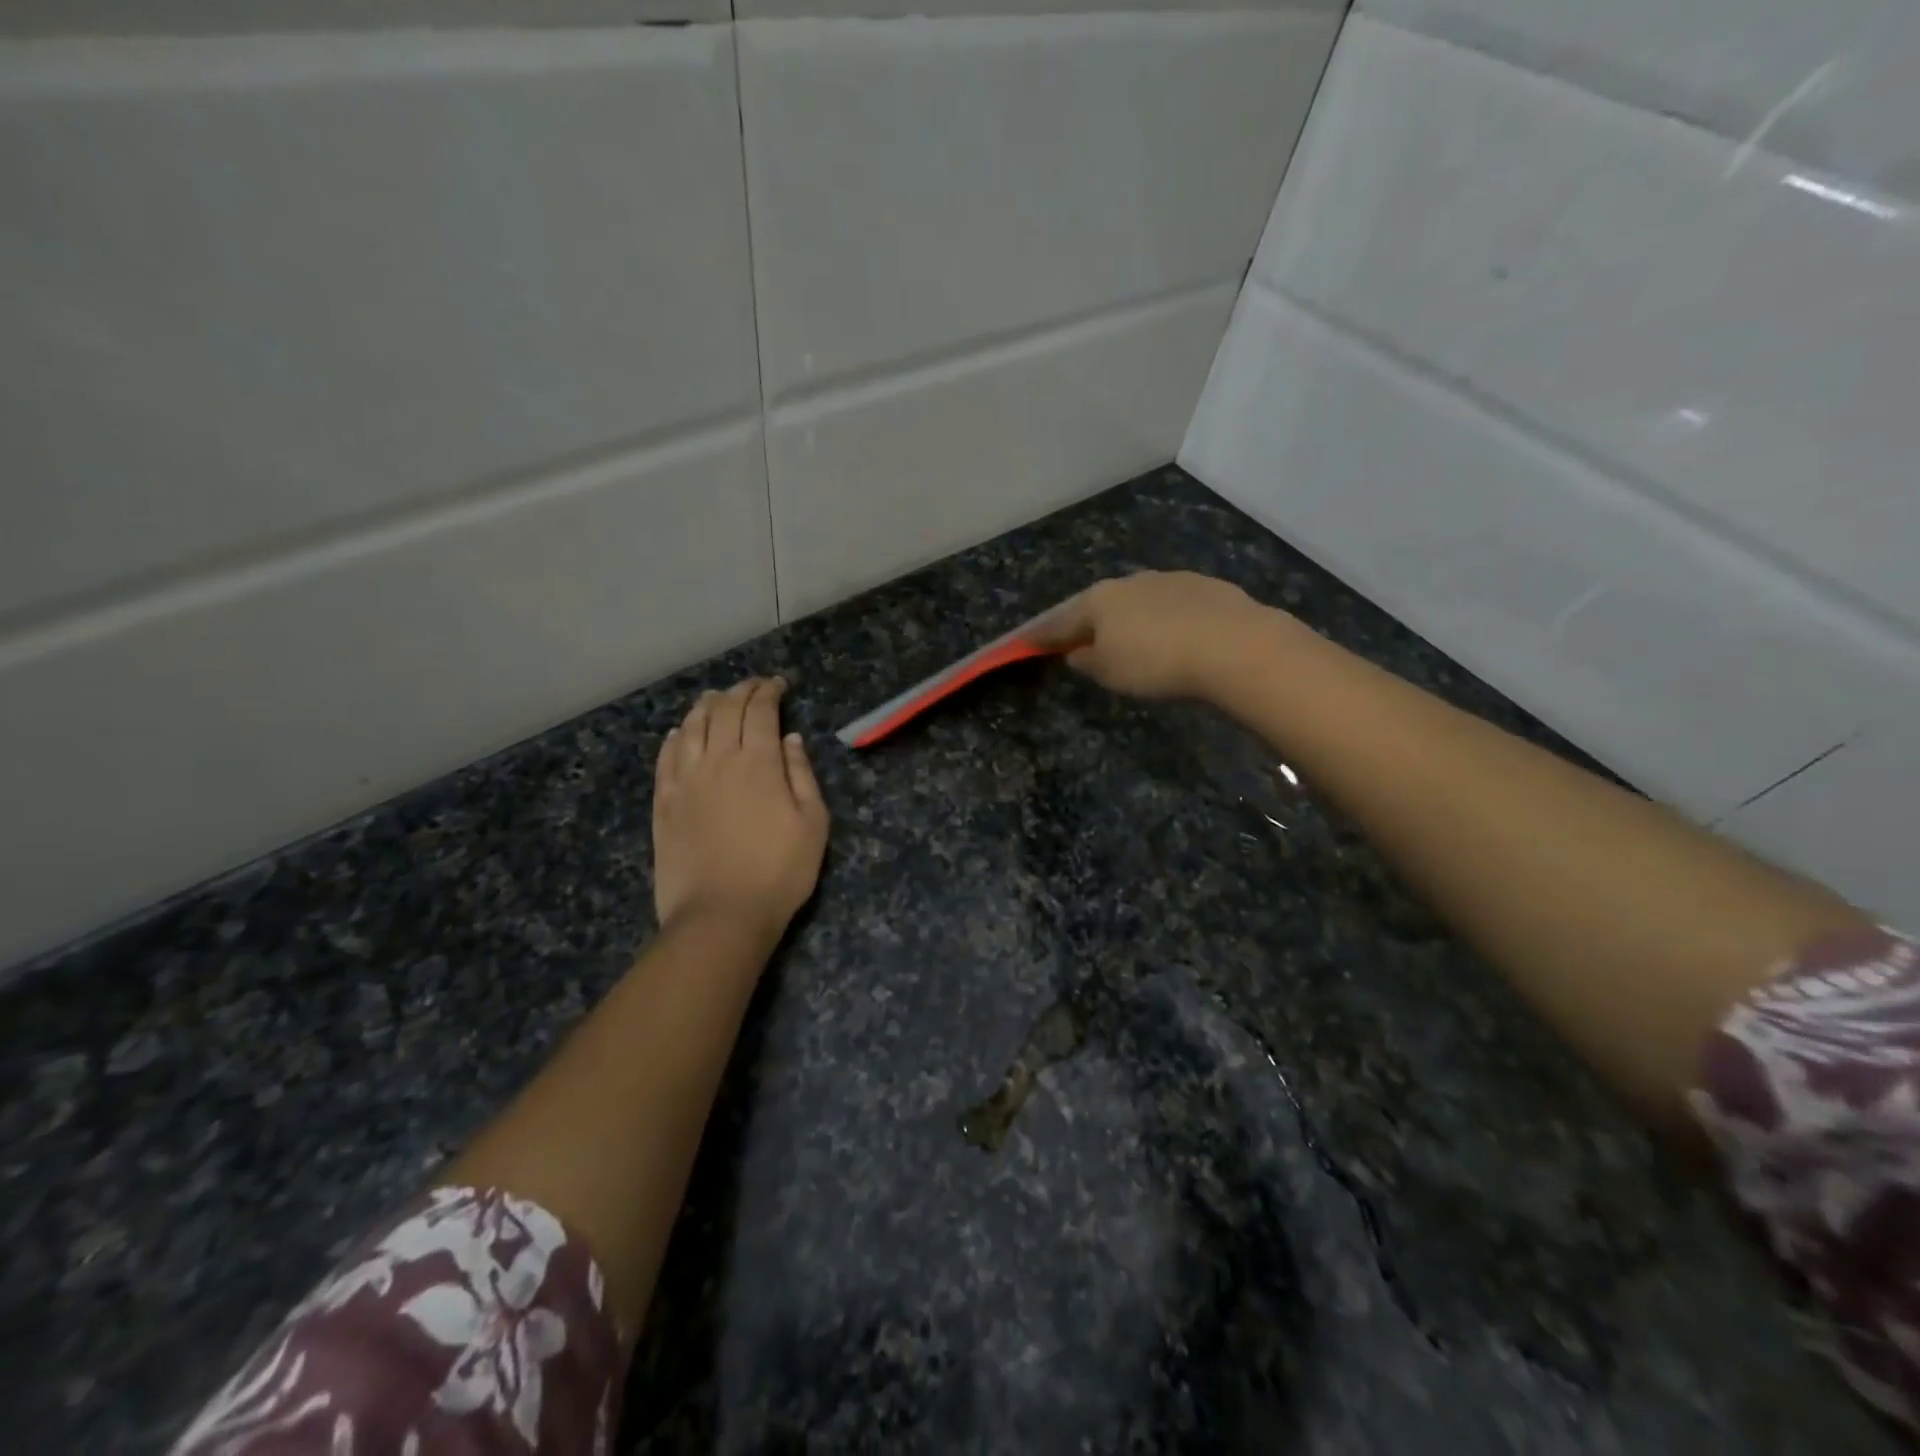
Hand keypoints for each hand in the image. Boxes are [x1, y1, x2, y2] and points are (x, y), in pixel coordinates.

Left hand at [652, 677, 829, 943]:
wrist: (720, 915)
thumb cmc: (779, 872)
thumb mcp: (813, 823)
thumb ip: (802, 775)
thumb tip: (790, 738)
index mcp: (759, 763)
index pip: (760, 711)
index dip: (769, 691)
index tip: (778, 685)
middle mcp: (718, 760)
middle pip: (725, 710)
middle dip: (741, 690)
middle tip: (753, 686)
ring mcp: (685, 779)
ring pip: (692, 726)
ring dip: (707, 706)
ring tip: (717, 699)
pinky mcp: (664, 801)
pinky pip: (666, 756)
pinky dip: (676, 736)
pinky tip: (681, 732)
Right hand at [1032, 571, 1275, 700]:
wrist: (1234, 645)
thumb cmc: (1156, 662)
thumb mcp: (1110, 672)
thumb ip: (1088, 661)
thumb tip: (1077, 651)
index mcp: (1099, 600)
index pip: (1061, 620)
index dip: (1043, 634)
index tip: (1027, 642)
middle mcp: (1131, 581)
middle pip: (1100, 604)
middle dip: (1090, 622)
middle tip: (1083, 640)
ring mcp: (1171, 579)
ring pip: (1139, 600)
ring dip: (1130, 618)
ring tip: (1133, 639)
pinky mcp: (1207, 586)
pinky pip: (1173, 605)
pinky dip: (1165, 619)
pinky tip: (1175, 635)